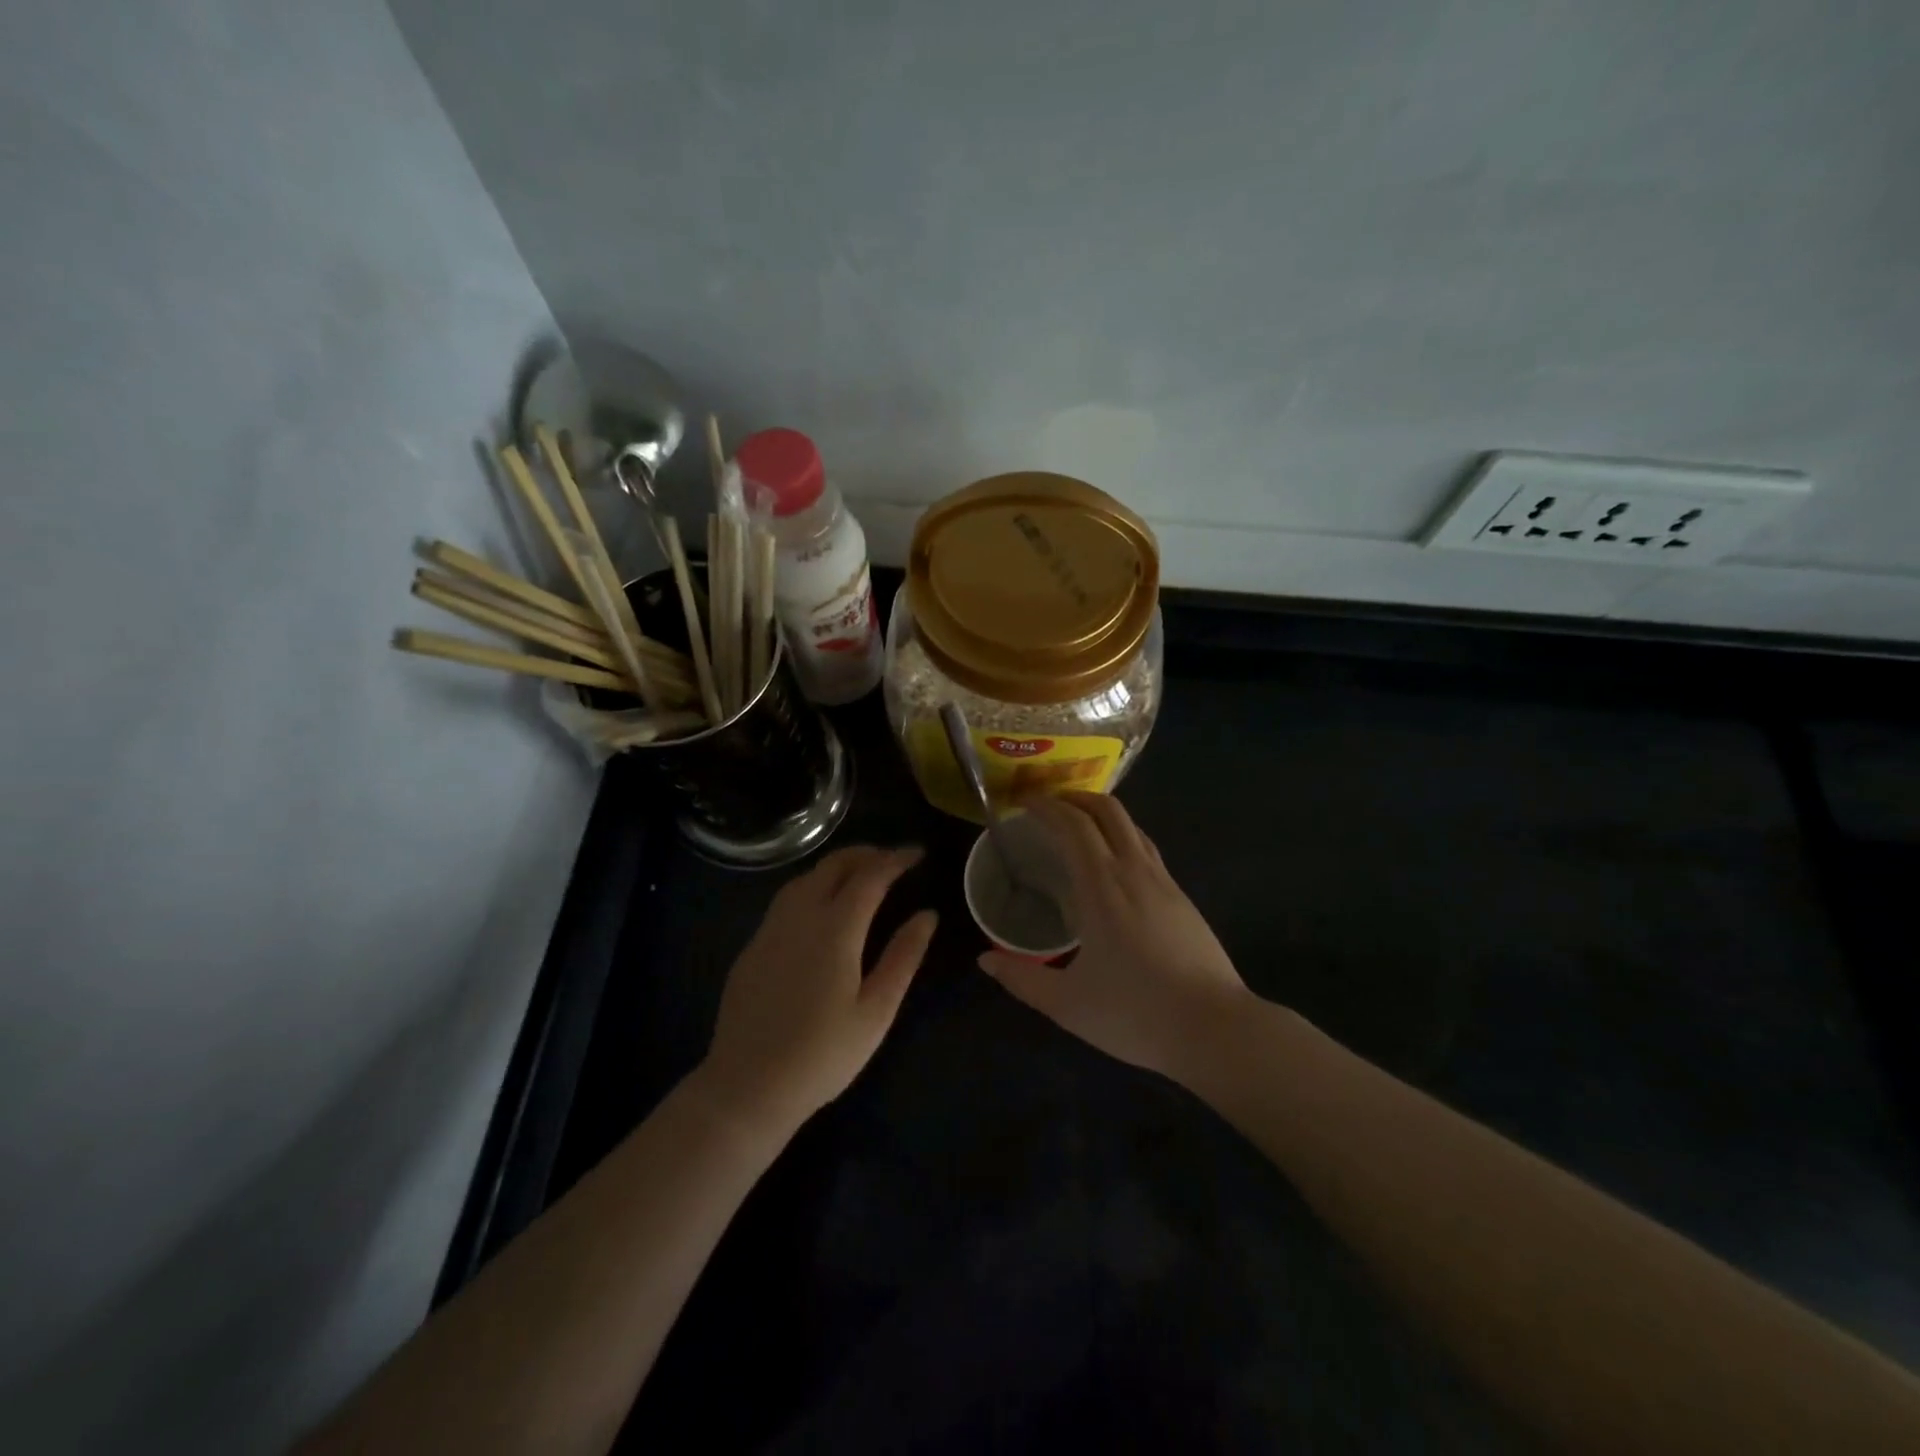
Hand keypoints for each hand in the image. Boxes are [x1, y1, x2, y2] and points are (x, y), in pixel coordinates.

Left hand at [700, 846, 935, 1134]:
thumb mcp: (876, 1011)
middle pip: (834, 865)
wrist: (747, 1087)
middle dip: (867, 853)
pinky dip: (813, 886)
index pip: (870, 875)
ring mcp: (770, 929)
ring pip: (806, 877)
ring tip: (861, 875)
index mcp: (835, 929)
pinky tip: (822, 906)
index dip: (896, 859)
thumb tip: (928, 915)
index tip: (918, 854)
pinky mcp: (753, 946)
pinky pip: (787, 899)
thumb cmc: (823, 1055)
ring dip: (837, 866)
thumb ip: (903, 956)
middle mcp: (800, 916)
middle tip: (893, 859)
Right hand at [979, 794, 1248, 1078]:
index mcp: (1102, 886)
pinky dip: (1123, 838)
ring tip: (1078, 829)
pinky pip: (1147, 850)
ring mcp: (1165, 882)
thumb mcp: (1067, 1004)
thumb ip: (1022, 979)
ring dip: (1102, 815)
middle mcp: (1134, 871)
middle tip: (1048, 807)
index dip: (1046, 806)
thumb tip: (985, 960)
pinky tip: (1114, 868)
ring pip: (1132, 826)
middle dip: (1075, 798)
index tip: (1023, 802)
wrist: (1215, 1030)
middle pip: (1108, 810)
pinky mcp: (1183, 899)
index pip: (1073, 825)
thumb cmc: (1135, 1013)